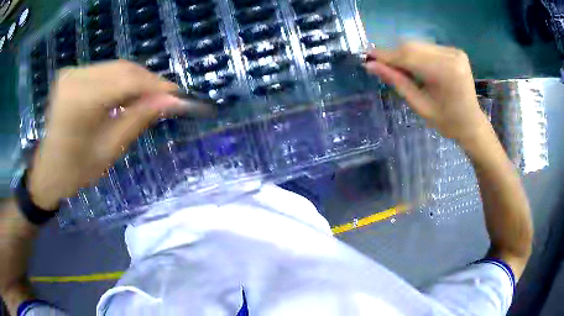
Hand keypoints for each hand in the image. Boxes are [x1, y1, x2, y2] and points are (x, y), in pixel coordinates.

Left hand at [28, 60, 202, 209]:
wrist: (48, 171)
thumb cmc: (77, 170)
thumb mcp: (110, 148)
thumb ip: (140, 118)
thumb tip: (172, 100)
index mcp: (81, 100)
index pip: (128, 80)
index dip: (156, 85)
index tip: (178, 94)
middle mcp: (76, 77)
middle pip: (122, 68)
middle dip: (147, 81)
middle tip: (166, 97)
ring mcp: (72, 73)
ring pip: (115, 67)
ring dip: (135, 80)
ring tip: (149, 97)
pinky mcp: (71, 74)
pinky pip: (103, 71)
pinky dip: (119, 80)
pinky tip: (127, 93)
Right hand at [364, 42, 490, 144]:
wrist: (471, 123)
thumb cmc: (446, 122)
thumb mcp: (420, 105)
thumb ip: (397, 82)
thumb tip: (371, 66)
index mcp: (445, 73)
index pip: (408, 56)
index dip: (385, 55)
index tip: (367, 56)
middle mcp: (451, 56)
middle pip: (412, 46)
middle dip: (394, 54)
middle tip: (380, 64)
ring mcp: (455, 51)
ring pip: (419, 45)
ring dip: (404, 54)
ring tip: (398, 68)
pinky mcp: (455, 51)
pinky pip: (428, 47)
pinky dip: (417, 54)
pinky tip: (416, 67)